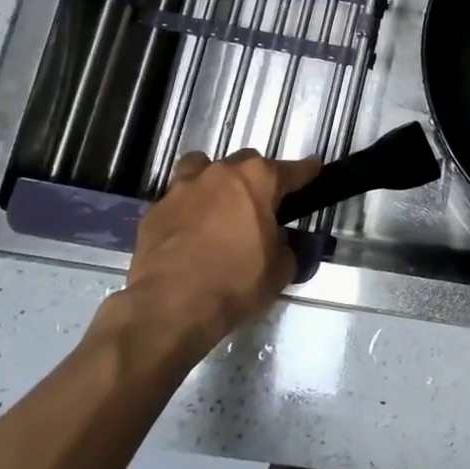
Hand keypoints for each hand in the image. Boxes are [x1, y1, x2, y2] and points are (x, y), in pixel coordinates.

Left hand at [112, 149, 321, 355]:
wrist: (170, 307)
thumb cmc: (236, 283)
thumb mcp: (280, 270)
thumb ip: (285, 246)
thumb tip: (278, 242)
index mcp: (258, 181)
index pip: (292, 170)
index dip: (306, 171)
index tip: (314, 169)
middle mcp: (221, 173)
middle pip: (246, 162)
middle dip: (256, 178)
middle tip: (261, 204)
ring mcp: (183, 188)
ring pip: (202, 167)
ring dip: (214, 180)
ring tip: (218, 204)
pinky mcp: (154, 210)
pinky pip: (176, 198)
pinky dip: (186, 209)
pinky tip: (188, 231)